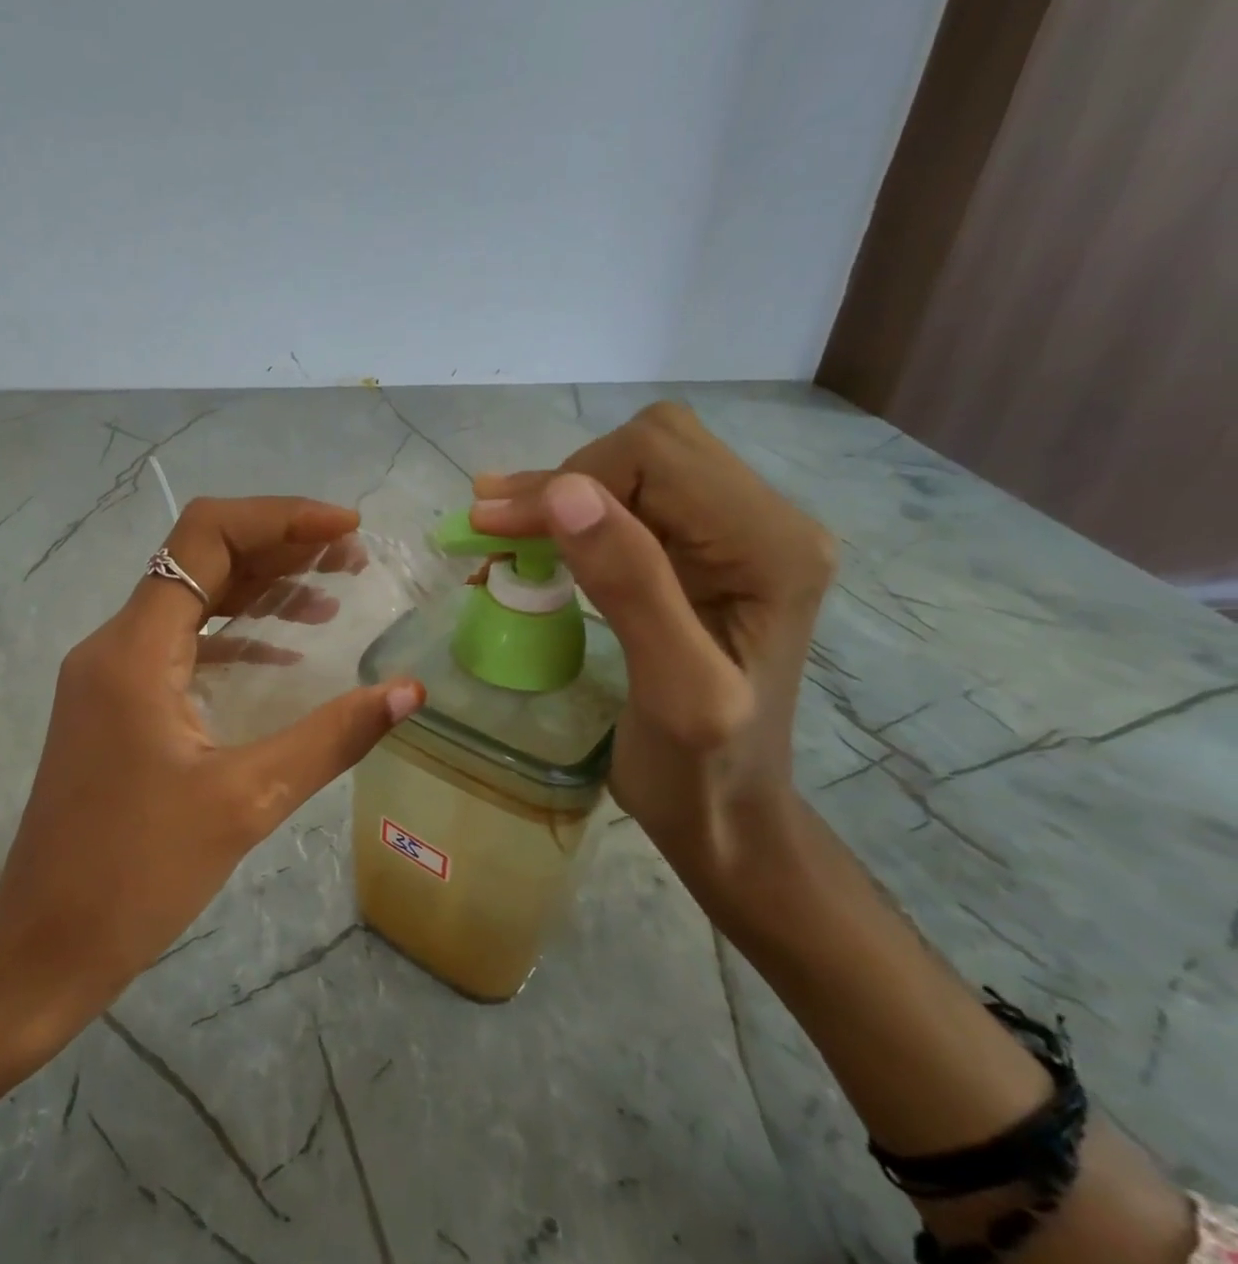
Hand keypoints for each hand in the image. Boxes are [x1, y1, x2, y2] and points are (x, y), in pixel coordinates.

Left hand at [0, 496, 423, 1043]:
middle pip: (200, 561)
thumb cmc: (138, 875)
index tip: (344, 530)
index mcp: (134, 649)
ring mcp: (108, 676)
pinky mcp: (114, 706)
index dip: (280, 518)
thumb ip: (332, 736)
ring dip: (259, 589)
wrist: (46, 946)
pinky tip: (285, 653)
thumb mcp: (246, 800)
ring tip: (332, 595)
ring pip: (190, 601)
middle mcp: (114, 645)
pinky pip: (180, 645)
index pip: (205, 537)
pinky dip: (234, 635)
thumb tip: (410, 691)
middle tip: (351, 559)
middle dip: (279, 548)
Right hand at [472, 402, 834, 889]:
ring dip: (560, 496)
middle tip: (494, 532)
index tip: (493, 529)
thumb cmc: (700, 771)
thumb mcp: (671, 689)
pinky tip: (529, 547)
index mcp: (770, 547)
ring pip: (635, 467)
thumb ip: (629, 585)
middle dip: (561, 483)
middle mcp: (766, 522)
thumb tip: (564, 492)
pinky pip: (631, 502)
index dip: (564, 482)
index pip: (655, 458)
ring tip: (498, 534)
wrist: (728, 817)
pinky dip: (570, 517)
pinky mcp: (702, 554)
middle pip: (648, 447)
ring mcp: (736, 535)